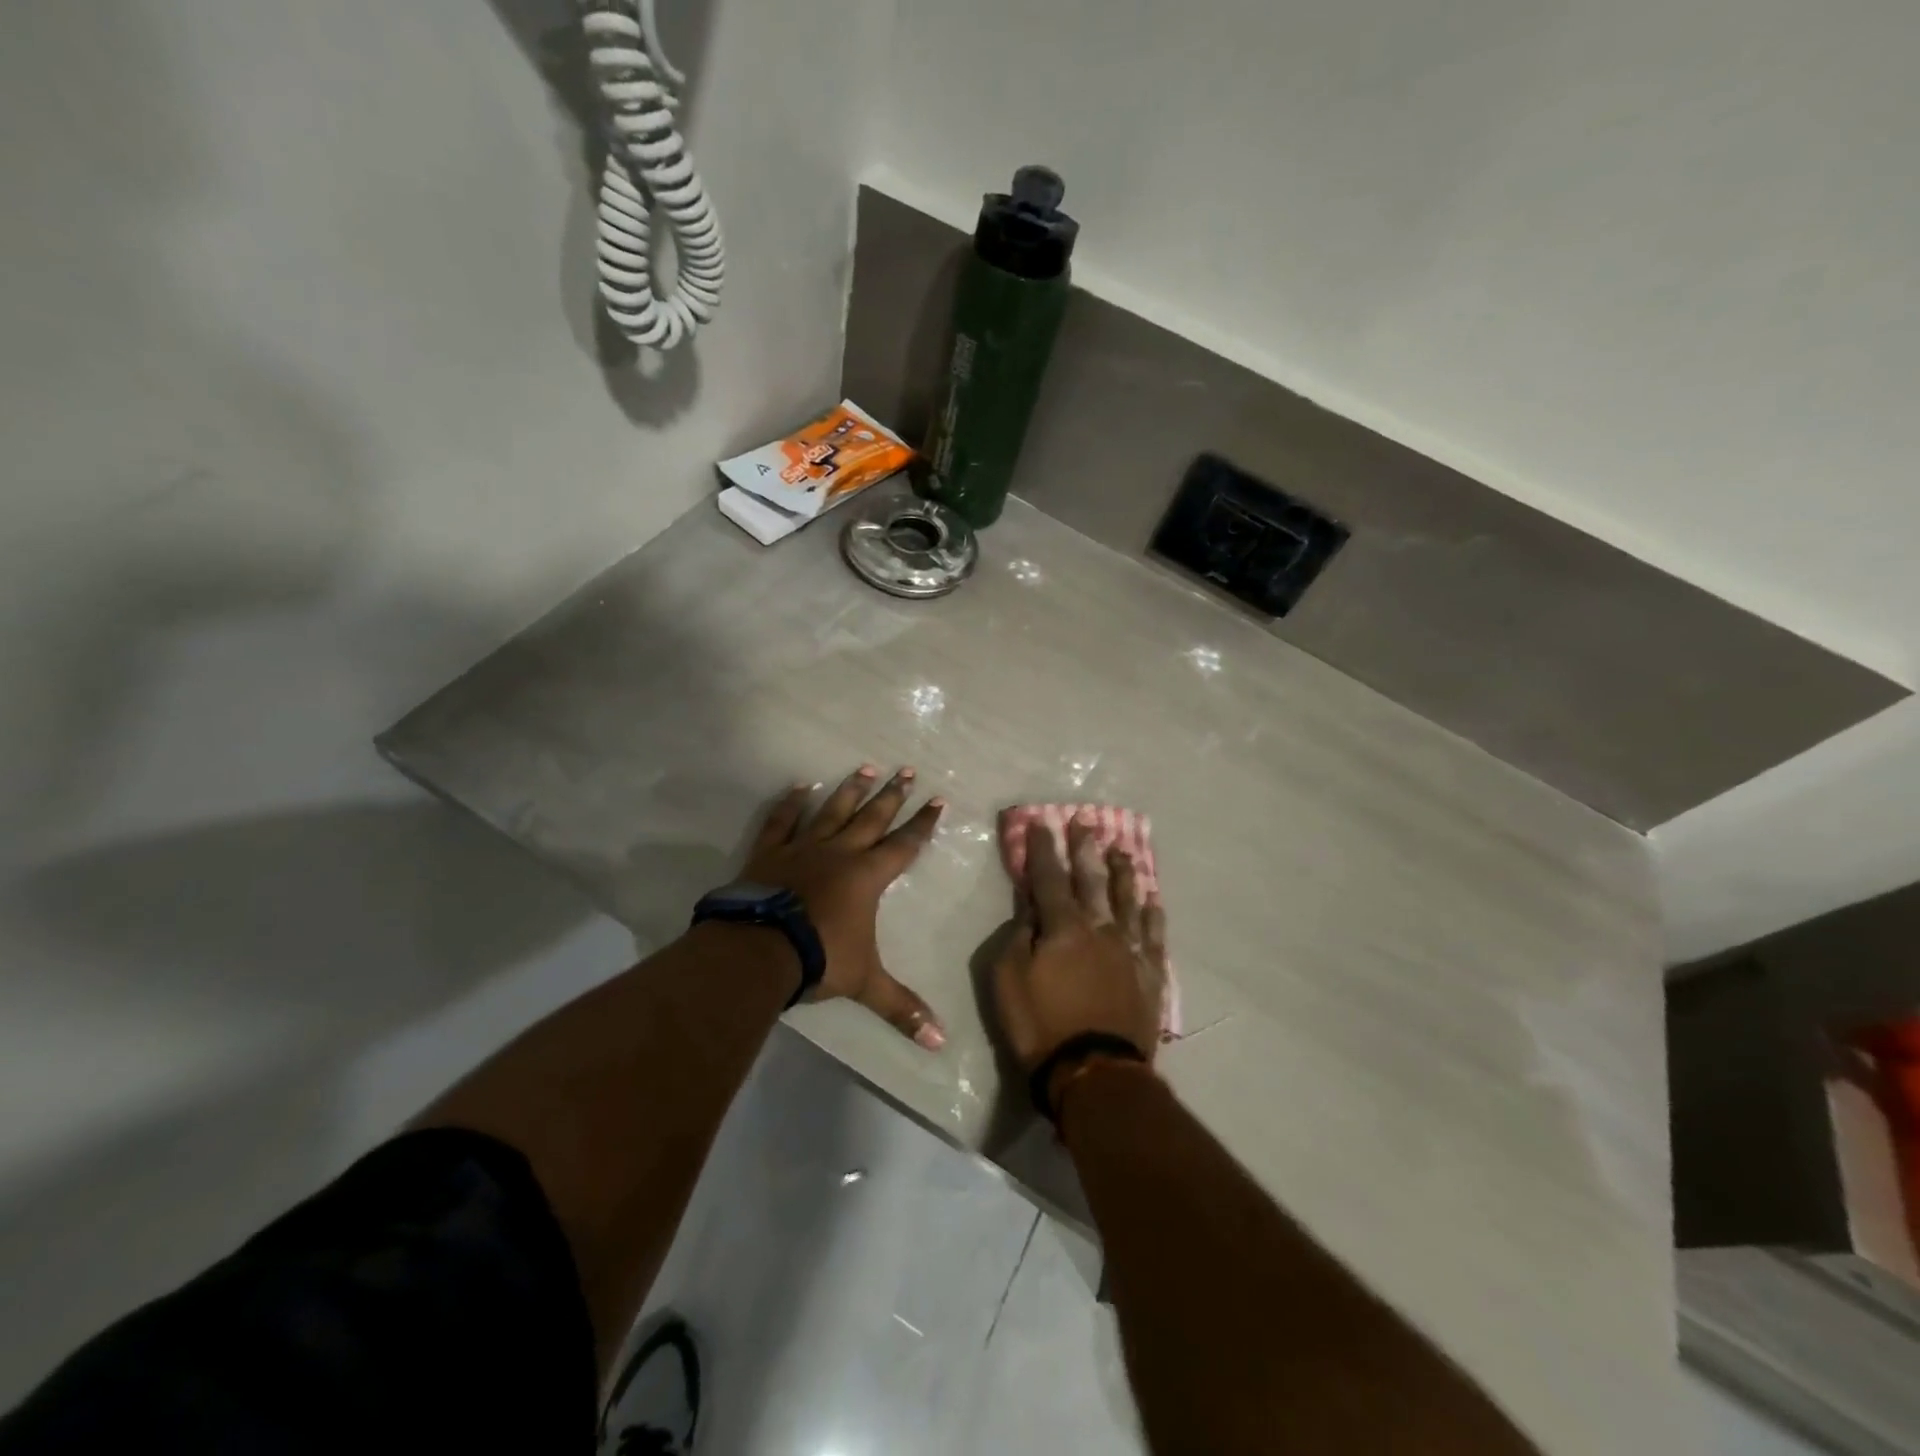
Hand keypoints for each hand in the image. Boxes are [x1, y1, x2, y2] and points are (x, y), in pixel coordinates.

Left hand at [744, 765, 946, 1048]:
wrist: (760, 950)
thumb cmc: (820, 959)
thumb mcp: (865, 984)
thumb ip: (901, 1008)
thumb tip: (940, 1043)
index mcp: (867, 877)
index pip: (904, 845)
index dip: (922, 824)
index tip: (937, 800)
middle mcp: (840, 853)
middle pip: (872, 817)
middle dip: (892, 795)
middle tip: (906, 770)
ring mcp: (803, 848)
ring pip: (833, 811)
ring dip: (851, 789)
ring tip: (865, 766)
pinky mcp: (770, 852)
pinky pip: (783, 821)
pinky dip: (791, 803)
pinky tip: (801, 785)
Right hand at [991, 815, 1168, 1093]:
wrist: (1095, 1072)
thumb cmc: (1041, 1025)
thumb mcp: (1007, 979)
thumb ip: (1017, 937)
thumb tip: (1030, 909)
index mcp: (1063, 926)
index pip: (1050, 877)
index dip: (1044, 848)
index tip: (1042, 822)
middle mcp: (1100, 927)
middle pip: (1092, 879)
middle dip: (1086, 849)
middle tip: (1086, 821)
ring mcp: (1129, 949)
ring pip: (1127, 899)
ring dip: (1123, 872)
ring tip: (1122, 850)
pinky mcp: (1149, 973)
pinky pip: (1153, 935)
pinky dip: (1152, 914)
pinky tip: (1153, 900)